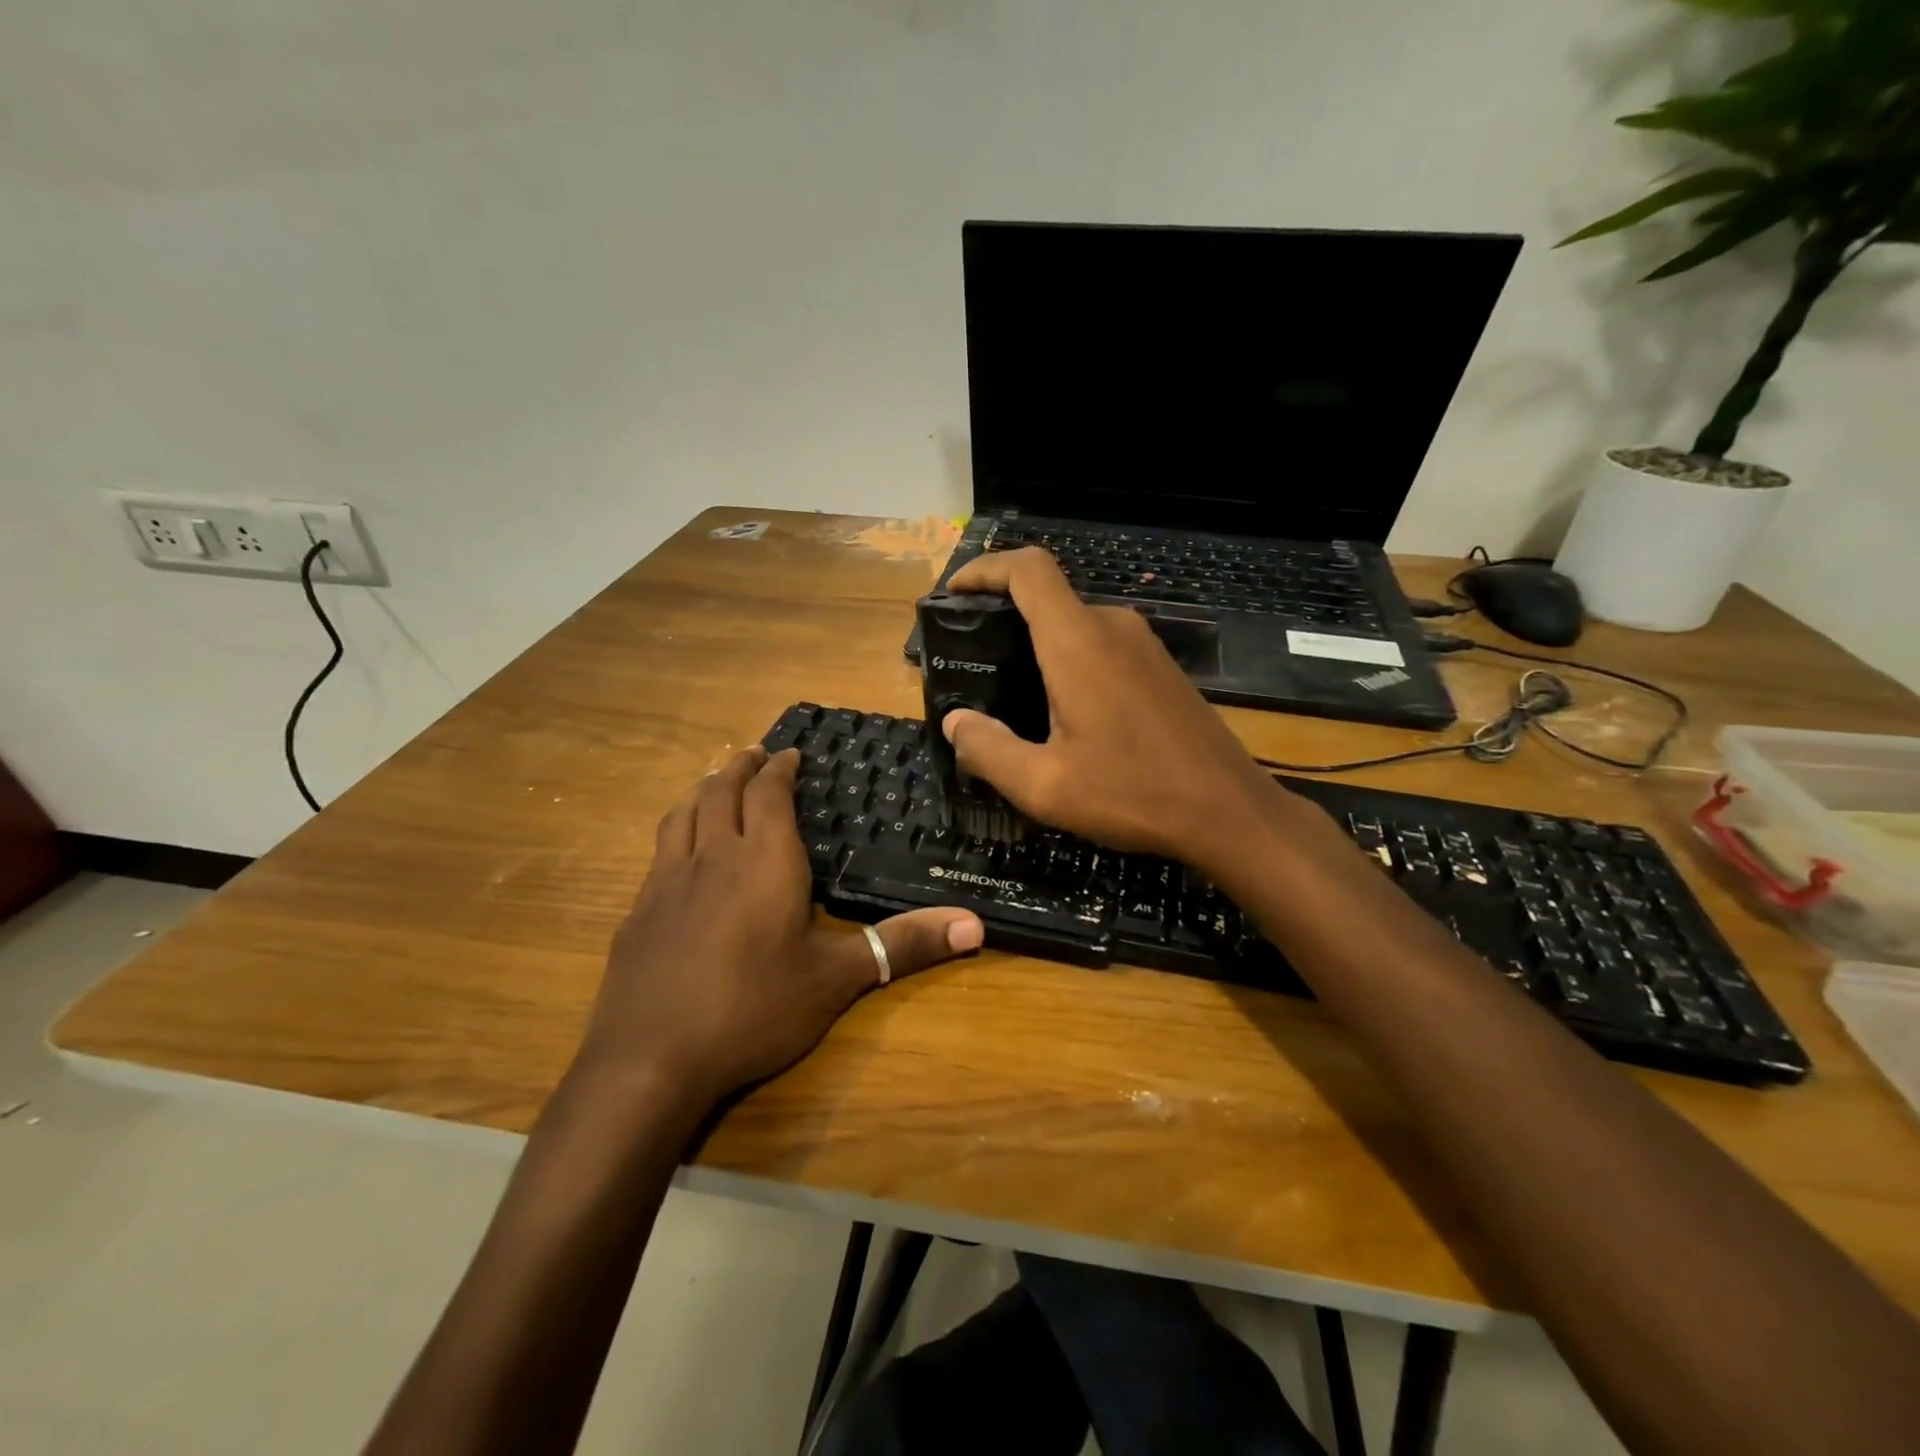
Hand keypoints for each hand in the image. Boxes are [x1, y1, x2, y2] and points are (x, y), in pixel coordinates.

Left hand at [574, 746, 984, 1109]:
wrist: (651, 1059)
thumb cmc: (755, 1008)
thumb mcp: (837, 978)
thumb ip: (903, 945)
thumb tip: (975, 926)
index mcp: (765, 860)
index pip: (770, 793)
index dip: (780, 768)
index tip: (790, 753)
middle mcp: (714, 856)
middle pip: (721, 791)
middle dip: (740, 767)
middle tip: (755, 755)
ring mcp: (667, 881)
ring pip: (683, 814)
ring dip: (702, 790)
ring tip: (714, 783)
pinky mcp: (639, 910)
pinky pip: (659, 850)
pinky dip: (675, 830)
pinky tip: (678, 852)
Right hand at [942, 548, 1297, 873]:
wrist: (1229, 811)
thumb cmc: (1134, 793)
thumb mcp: (1045, 785)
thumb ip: (988, 750)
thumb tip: (955, 722)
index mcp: (1078, 643)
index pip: (1028, 570)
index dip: (985, 569)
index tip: (954, 592)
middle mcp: (1112, 628)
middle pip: (1048, 597)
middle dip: (1003, 617)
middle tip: (972, 663)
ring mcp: (1143, 646)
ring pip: (1075, 624)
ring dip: (1037, 644)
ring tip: (1009, 693)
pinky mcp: (1160, 667)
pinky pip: (1101, 646)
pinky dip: (1069, 660)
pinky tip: (1062, 711)